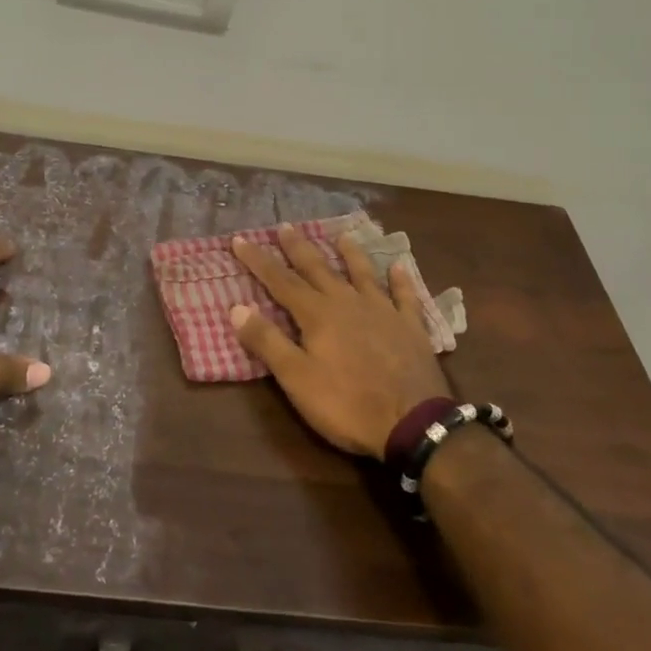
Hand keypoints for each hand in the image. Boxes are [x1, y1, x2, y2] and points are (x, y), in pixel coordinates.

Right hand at [229, 224, 451, 458]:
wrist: (413, 423)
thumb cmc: (346, 404)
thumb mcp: (296, 378)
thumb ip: (267, 341)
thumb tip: (236, 308)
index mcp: (317, 315)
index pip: (280, 281)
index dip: (258, 260)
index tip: (240, 240)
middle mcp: (348, 303)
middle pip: (319, 269)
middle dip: (299, 248)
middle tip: (286, 226)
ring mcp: (383, 312)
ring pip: (363, 274)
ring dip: (350, 254)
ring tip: (342, 235)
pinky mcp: (411, 327)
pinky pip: (405, 296)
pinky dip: (401, 281)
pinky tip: (400, 267)